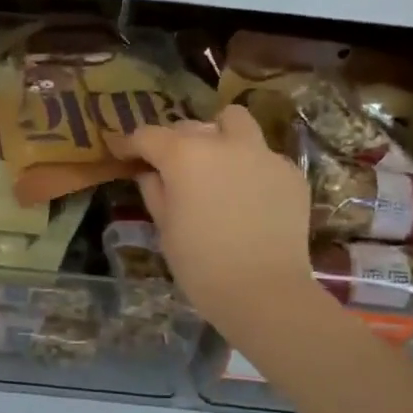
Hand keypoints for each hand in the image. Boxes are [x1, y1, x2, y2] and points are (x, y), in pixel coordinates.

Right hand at [110, 104, 324, 342]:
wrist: (263, 290)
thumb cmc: (200, 263)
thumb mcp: (164, 227)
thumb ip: (154, 190)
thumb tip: (149, 173)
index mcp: (184, 155)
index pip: (148, 136)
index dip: (130, 144)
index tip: (122, 153)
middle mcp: (223, 143)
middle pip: (190, 126)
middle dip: (174, 141)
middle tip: (169, 166)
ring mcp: (262, 154)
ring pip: (236, 122)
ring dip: (218, 133)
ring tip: (214, 162)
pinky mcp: (290, 173)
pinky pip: (262, 155)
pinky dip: (248, 165)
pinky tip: (246, 195)